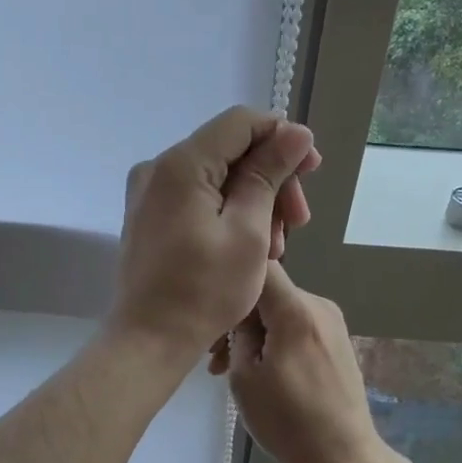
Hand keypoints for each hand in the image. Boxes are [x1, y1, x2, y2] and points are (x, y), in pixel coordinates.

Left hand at [108, 108, 320, 359]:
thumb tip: (296, 133)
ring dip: (254, 202)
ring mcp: (149, 193)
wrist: (149, 340)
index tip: (312, 170)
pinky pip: (197, 198)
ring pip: (216, 177)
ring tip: (276, 247)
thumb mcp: (249, 232)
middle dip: (271, 179)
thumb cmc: (203, 292)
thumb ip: (269, 175)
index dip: (282, 137)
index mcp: (181, 164)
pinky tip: (249, 246)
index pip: (241, 122)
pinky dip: (228, 213)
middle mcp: (158, 168)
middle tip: (297, 223)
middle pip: (229, 150)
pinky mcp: (149, 216)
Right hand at [216, 263, 387, 462]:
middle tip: (213, 356)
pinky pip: (297, 326)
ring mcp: (332, 322)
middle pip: (268, 292)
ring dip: (254, 332)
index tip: (211, 308)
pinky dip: (275, 340)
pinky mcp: (337, 340)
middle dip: (238, 317)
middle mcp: (319, 305)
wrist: (344, 456)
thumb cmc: (287, 421)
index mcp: (296, 310)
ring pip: (281, 311)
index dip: (231, 279)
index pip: (259, 266)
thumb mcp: (245, 377)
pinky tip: (260, 371)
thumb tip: (238, 313)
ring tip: (230, 370)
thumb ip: (238, 333)